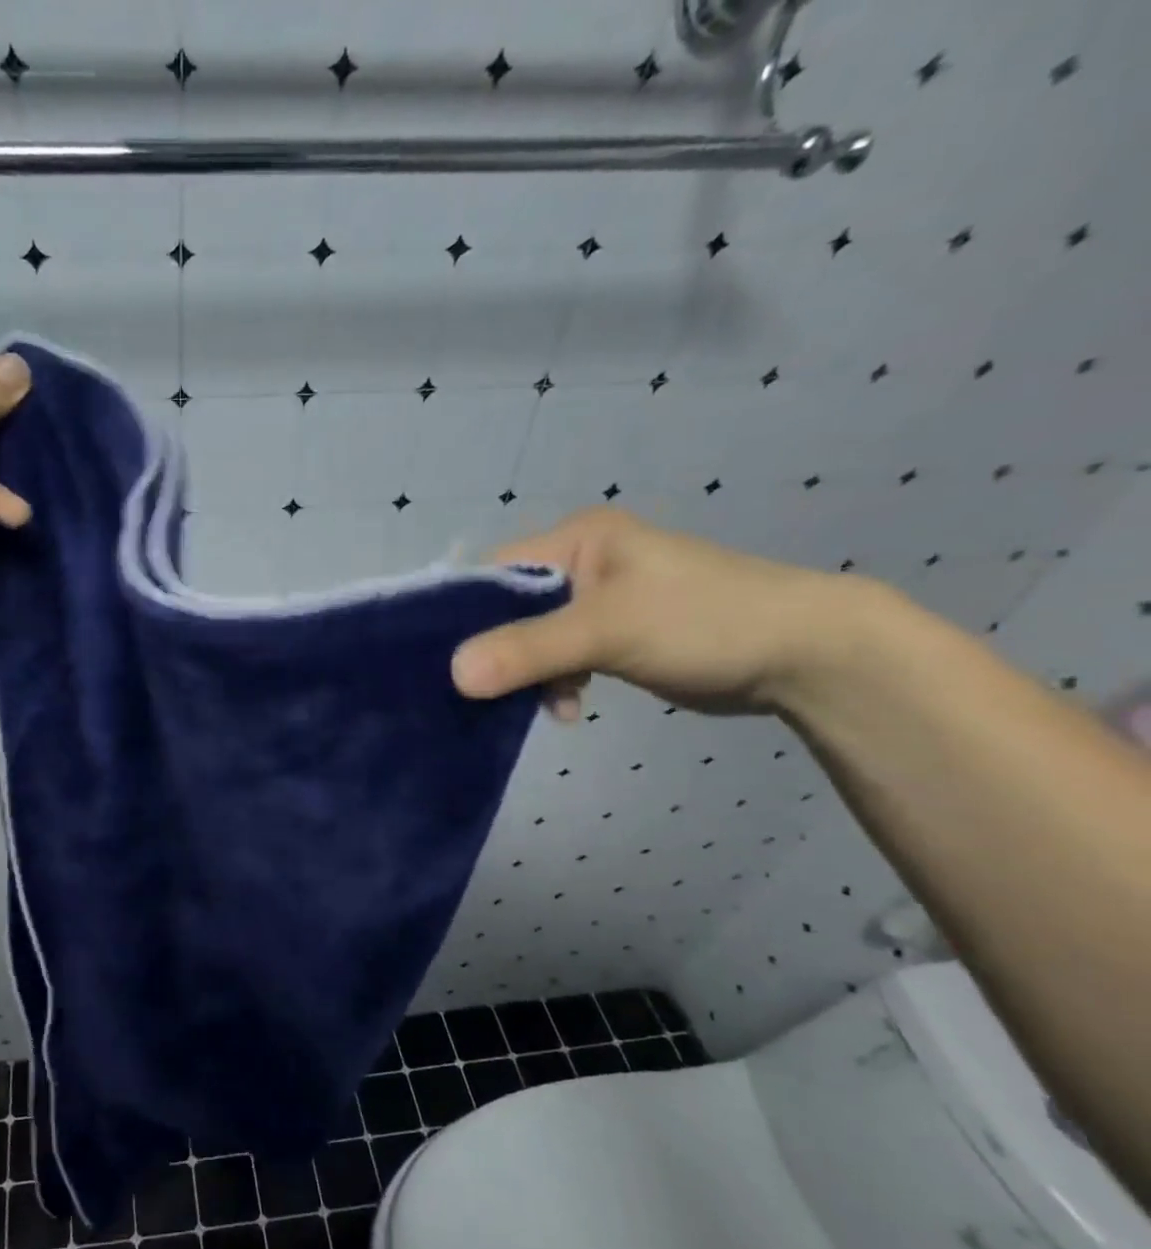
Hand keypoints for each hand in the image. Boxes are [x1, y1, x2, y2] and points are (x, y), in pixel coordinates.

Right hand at [451, 508, 848, 717]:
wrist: (802, 654)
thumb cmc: (703, 621)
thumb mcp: (608, 630)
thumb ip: (529, 650)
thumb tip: (453, 675)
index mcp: (576, 539)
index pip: (494, 572)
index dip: (465, 615)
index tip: (445, 662)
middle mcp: (581, 563)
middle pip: (509, 610)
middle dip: (496, 653)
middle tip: (481, 694)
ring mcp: (598, 601)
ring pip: (531, 640)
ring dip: (530, 676)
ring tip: (546, 704)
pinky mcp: (612, 636)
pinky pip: (559, 659)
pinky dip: (557, 685)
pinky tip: (571, 709)